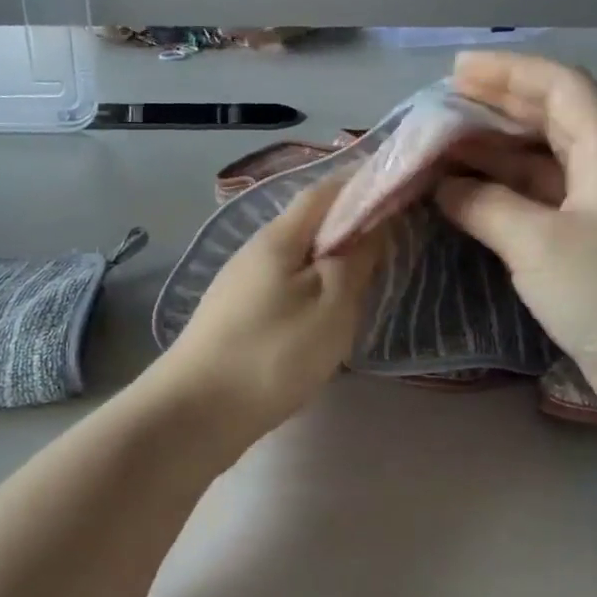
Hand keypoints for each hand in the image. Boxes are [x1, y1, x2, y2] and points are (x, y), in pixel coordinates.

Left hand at [156, 176, 384, 435]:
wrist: (196, 412)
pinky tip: (323, 315)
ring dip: (330, 261)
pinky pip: (283, 288)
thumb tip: (372, 222)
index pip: (325, 191)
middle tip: (391, 243)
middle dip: (349, 226)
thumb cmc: (273, 354)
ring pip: (296, 259)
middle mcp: (254, 251)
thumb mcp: (331, 306)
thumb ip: (356, 259)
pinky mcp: (234, 317)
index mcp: (279, 237)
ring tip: (364, 281)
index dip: (362, 184)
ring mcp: (239, 285)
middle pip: (308, 224)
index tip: (400, 192)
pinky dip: (311, 289)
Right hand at [434, 51, 596, 423]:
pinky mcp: (589, 250)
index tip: (458, 71)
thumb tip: (445, 188)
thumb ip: (486, 207)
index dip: (511, 71)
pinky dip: (502, 198)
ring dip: (494, 156)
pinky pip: (539, 206)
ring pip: (541, 167)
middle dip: (497, 109)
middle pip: (551, 122)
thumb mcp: (539, 245)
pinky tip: (467, 202)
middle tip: (442, 109)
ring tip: (442, 152)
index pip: (562, 88)